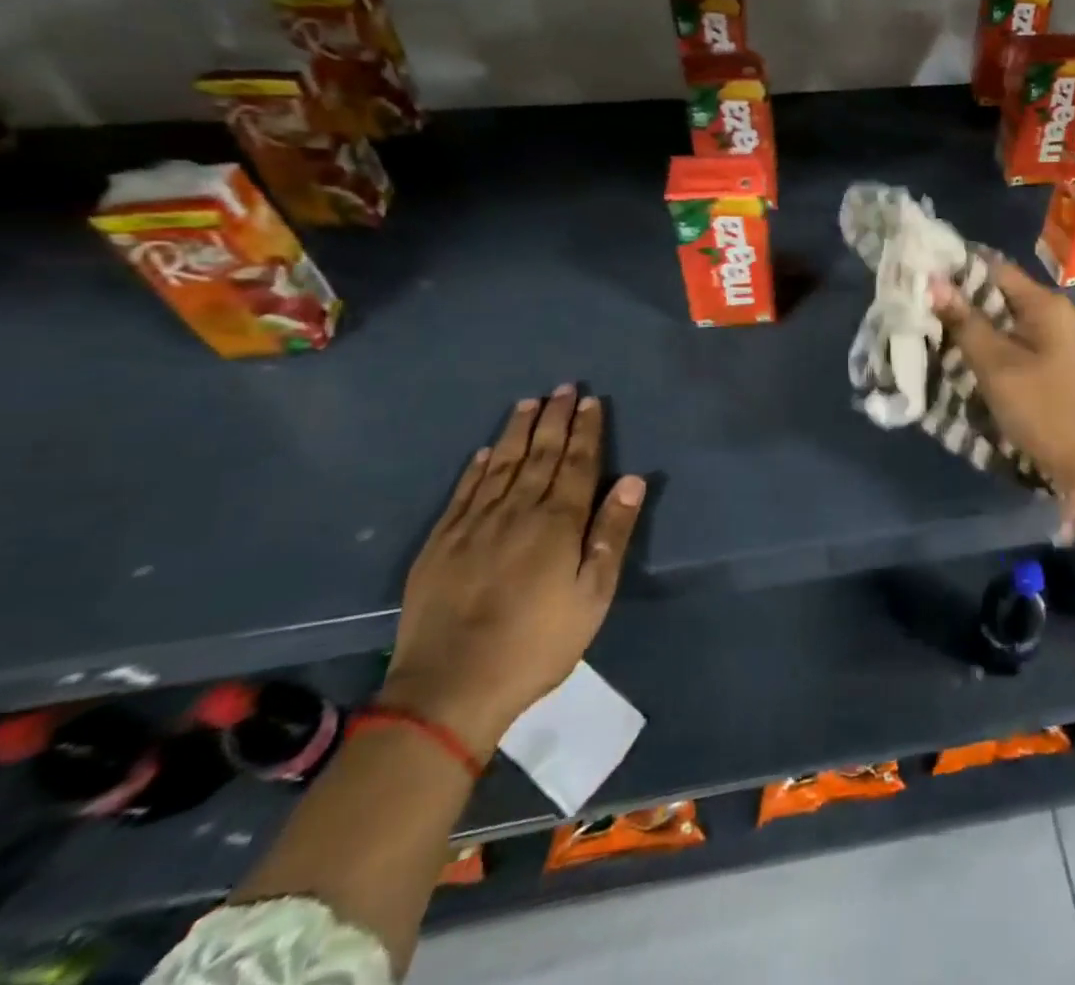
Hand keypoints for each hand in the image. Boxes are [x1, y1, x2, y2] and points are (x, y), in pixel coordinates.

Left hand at [379, 386, 644, 755]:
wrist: (449, 688)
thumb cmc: (537, 643)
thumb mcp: (593, 595)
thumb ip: (612, 534)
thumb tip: (634, 481)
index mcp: (558, 522)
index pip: (578, 463)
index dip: (587, 430)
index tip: (591, 401)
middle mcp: (517, 511)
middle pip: (540, 454)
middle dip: (555, 419)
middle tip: (563, 387)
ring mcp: (474, 525)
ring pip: (500, 465)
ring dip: (517, 431)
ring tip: (528, 403)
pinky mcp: (440, 544)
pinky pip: (463, 492)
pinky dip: (476, 468)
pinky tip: (483, 452)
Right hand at [930, 261, 1074, 492]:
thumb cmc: (1042, 408)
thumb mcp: (996, 365)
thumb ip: (965, 322)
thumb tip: (934, 282)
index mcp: (1046, 304)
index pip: (995, 269)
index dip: (957, 269)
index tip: (920, 274)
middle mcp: (1056, 313)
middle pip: (1000, 293)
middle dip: (961, 299)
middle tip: (920, 305)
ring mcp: (1059, 339)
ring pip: (1006, 319)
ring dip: (974, 323)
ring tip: (934, 327)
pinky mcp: (1055, 363)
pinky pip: (1016, 340)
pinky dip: (991, 343)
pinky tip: (965, 352)